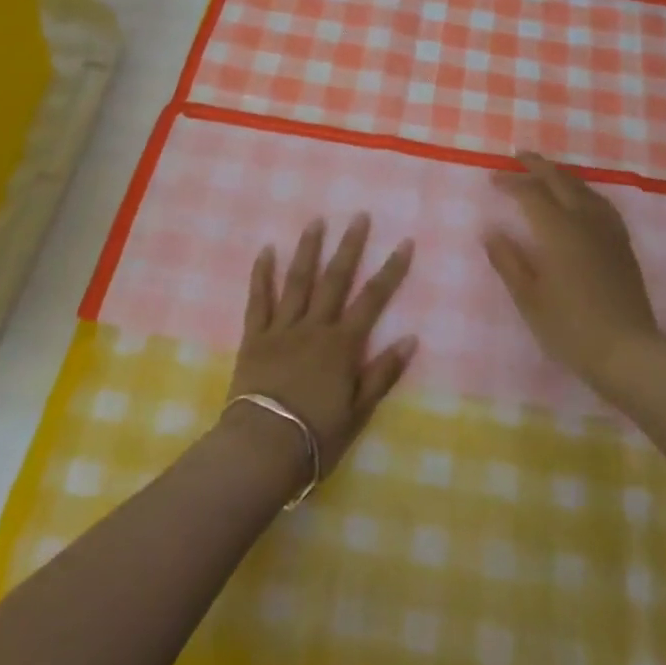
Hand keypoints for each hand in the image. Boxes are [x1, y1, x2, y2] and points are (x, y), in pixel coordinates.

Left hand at [225, 215, 417, 483]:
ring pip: (298, 280)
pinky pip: (258, 300)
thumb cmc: (316, 436)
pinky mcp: (255, 337)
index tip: (404, 242)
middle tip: (359, 216)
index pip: (373, 299)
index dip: (391, 270)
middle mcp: (314, 327)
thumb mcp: (358, 411)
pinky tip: (266, 250)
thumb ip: (383, 373)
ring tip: (316, 220)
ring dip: (308, 249)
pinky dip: (261, 274)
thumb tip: (411, 338)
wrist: (262, 448)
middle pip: (335, 279)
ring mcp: (282, 328)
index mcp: (342, 344)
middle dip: (350, 246)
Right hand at [484, 152, 662, 387]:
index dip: (510, 182)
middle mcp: (584, 220)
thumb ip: (508, 261)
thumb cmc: (571, 328)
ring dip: (561, 175)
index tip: (492, 179)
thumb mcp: (529, 299)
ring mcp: (607, 230)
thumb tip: (491, 230)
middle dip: (538, 165)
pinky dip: (584, 190)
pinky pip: (600, 202)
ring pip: (583, 188)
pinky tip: (582, 199)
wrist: (628, 352)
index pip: (530, 194)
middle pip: (560, 180)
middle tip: (519, 155)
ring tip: (546, 172)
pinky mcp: (622, 243)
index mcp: (557, 231)